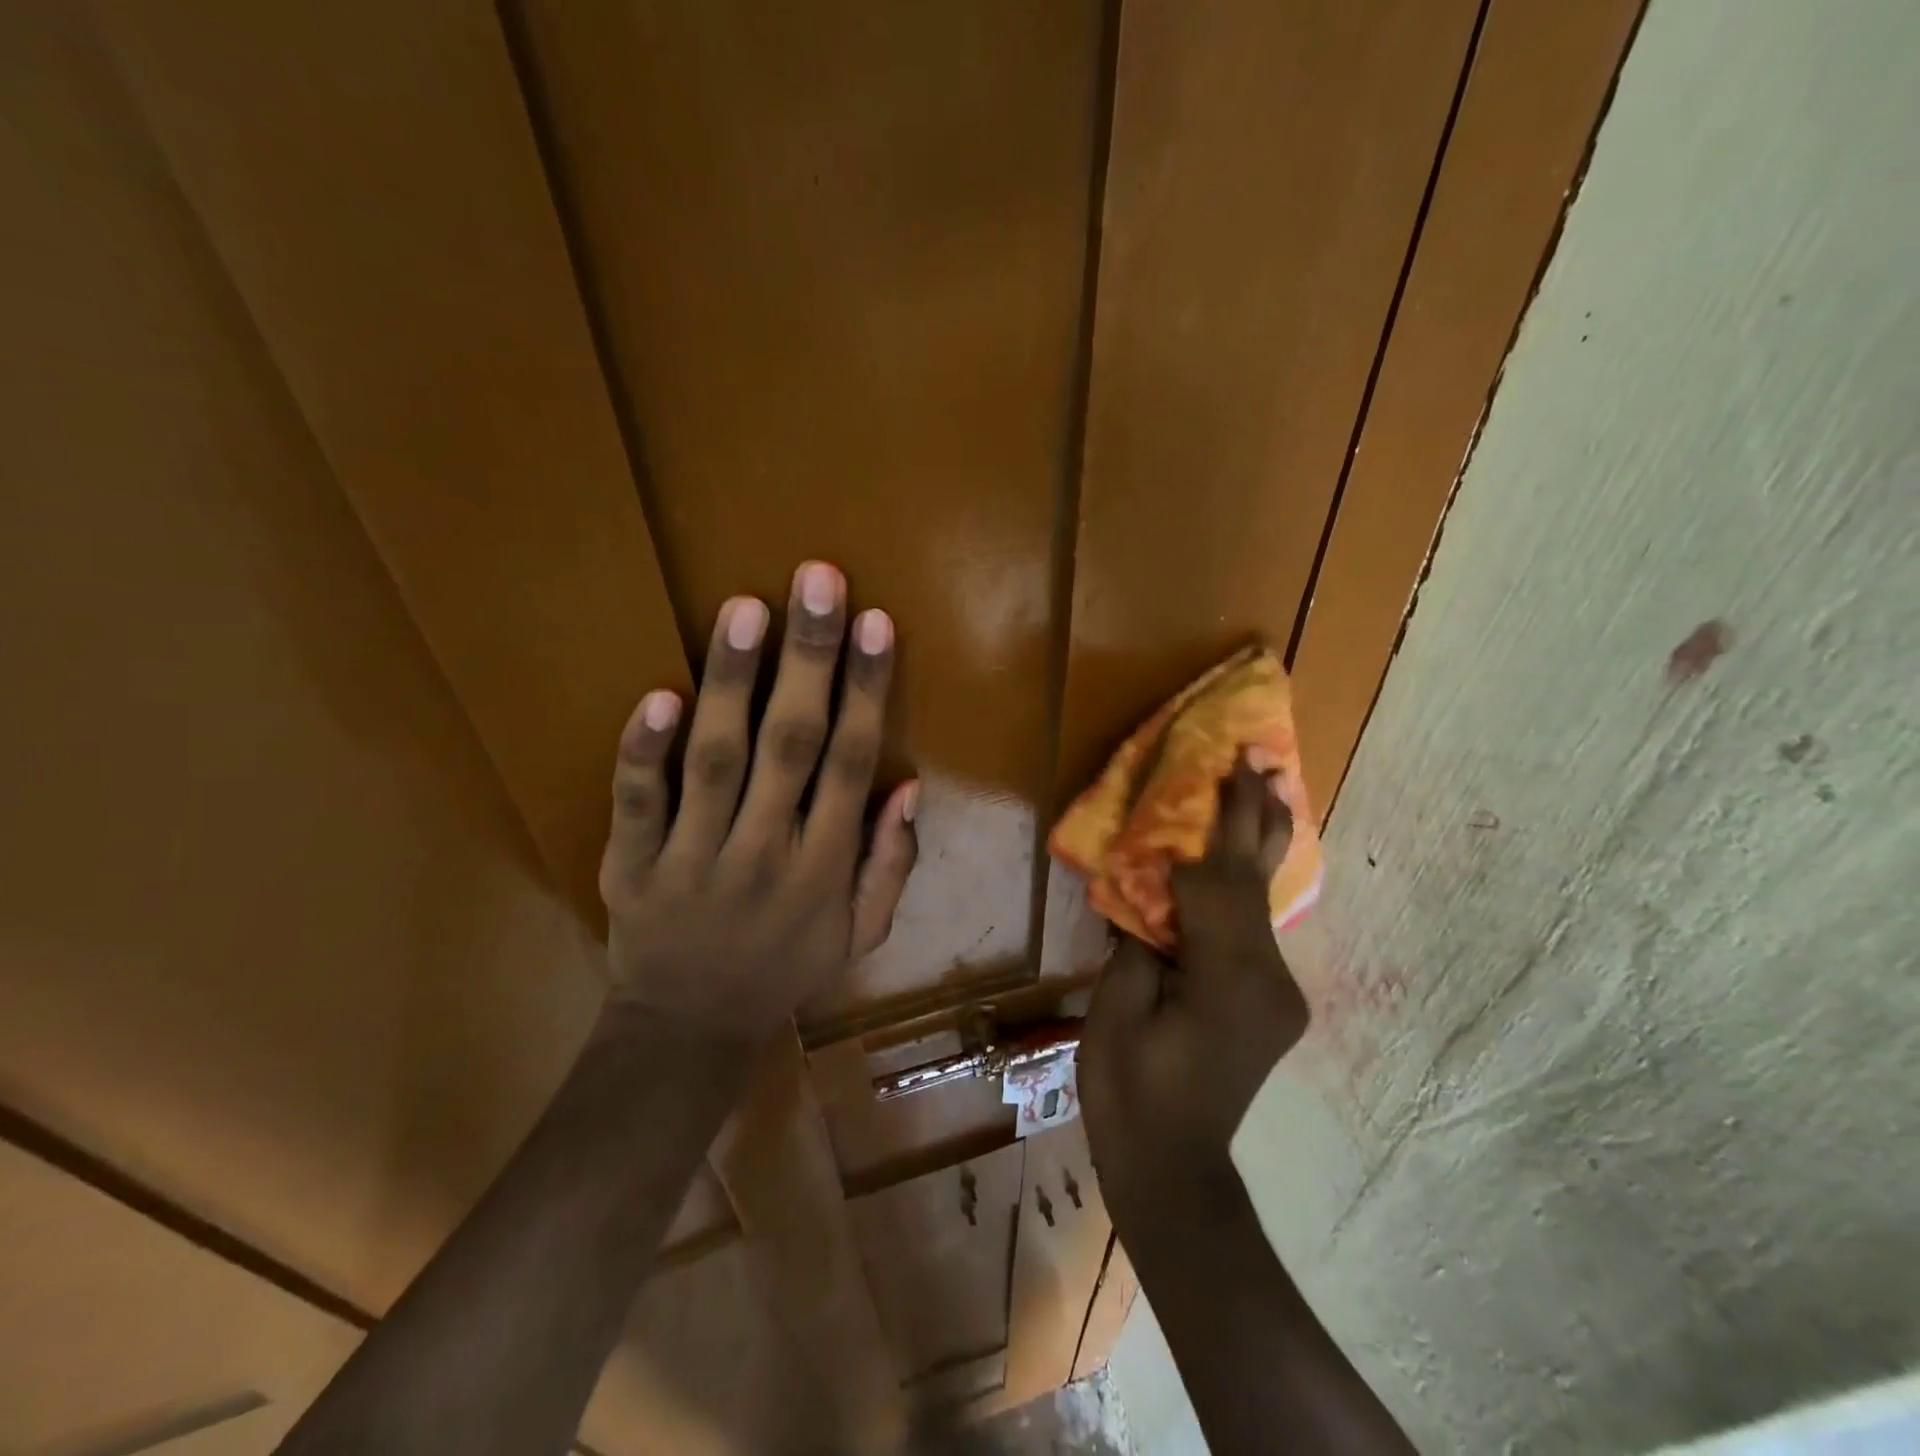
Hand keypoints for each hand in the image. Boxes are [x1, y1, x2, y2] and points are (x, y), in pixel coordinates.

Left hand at [596, 562, 919, 1044]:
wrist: (689, 1029)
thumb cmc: (785, 970)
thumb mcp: (862, 933)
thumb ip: (891, 863)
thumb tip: (910, 786)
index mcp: (824, 867)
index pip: (851, 764)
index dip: (866, 690)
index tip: (875, 624)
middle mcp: (766, 853)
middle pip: (791, 745)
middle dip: (808, 659)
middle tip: (817, 581)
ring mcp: (693, 858)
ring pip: (716, 760)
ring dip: (732, 681)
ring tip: (745, 609)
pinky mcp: (632, 867)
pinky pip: (637, 804)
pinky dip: (644, 752)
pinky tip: (658, 695)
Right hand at [1078, 758, 1308, 1232]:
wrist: (1174, 1170)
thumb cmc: (1129, 1092)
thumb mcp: (1117, 1010)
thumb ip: (1139, 942)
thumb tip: (1149, 893)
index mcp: (1227, 979)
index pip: (1217, 884)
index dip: (1208, 828)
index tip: (1213, 769)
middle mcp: (1269, 978)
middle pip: (1257, 881)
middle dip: (1257, 814)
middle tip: (1261, 755)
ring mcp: (1278, 991)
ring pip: (1264, 901)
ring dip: (1257, 843)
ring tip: (1265, 785)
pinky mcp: (1272, 1000)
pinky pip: (1257, 927)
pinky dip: (1245, 885)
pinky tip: (1242, 855)